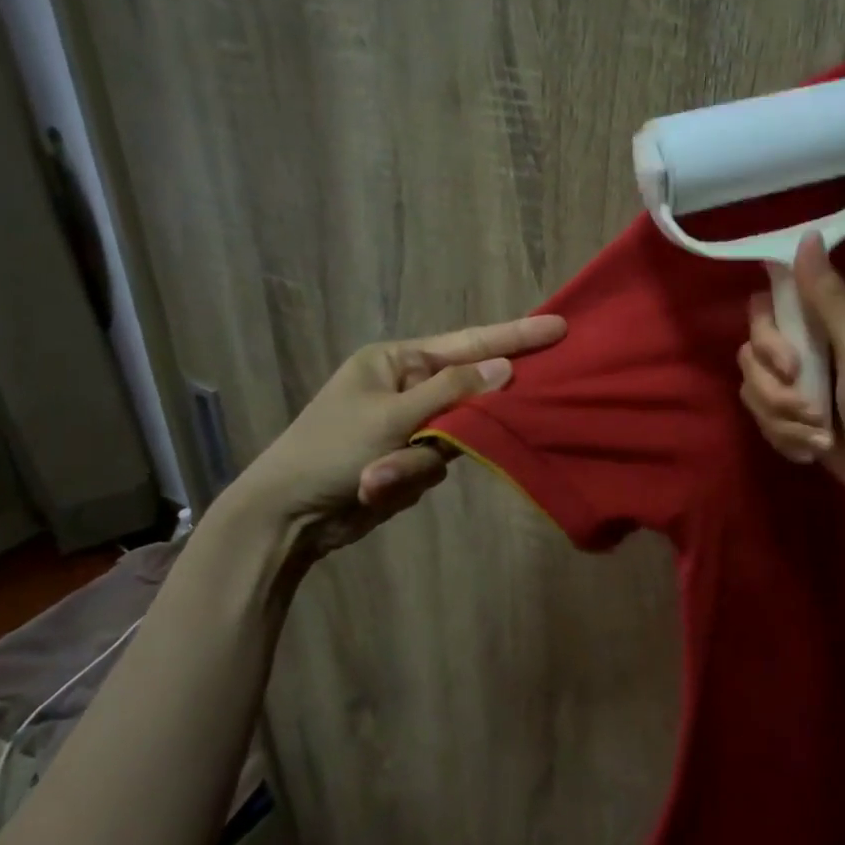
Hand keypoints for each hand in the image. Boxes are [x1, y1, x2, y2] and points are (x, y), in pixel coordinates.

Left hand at [227, 314, 566, 556]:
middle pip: (466, 393)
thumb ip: (453, 391)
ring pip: (455, 436)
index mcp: (396, 360)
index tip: (558, 328)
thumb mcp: (392, 416)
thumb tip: (505, 367)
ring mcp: (408, 425)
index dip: (514, 336)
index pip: (467, 343)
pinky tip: (375, 488)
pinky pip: (436, 463)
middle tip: (471, 425)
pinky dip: (409, 478)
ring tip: (377, 479)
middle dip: (464, 419)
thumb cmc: (330, 451)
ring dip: (419, 463)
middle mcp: (406, 386)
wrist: (286, 516)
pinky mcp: (407, 459)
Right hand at [737, 234, 844, 493]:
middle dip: (774, 389)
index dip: (765, 334)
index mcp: (817, 323)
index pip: (763, 307)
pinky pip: (758, 420)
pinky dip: (785, 439)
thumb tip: (807, 236)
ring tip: (819, 435)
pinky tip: (813, 449)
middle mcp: (797, 348)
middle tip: (810, 407)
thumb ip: (829, 297)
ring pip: (749, 391)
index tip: (789, 358)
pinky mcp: (783, 418)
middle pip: (747, 353)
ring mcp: (788, 386)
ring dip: (783, 420)